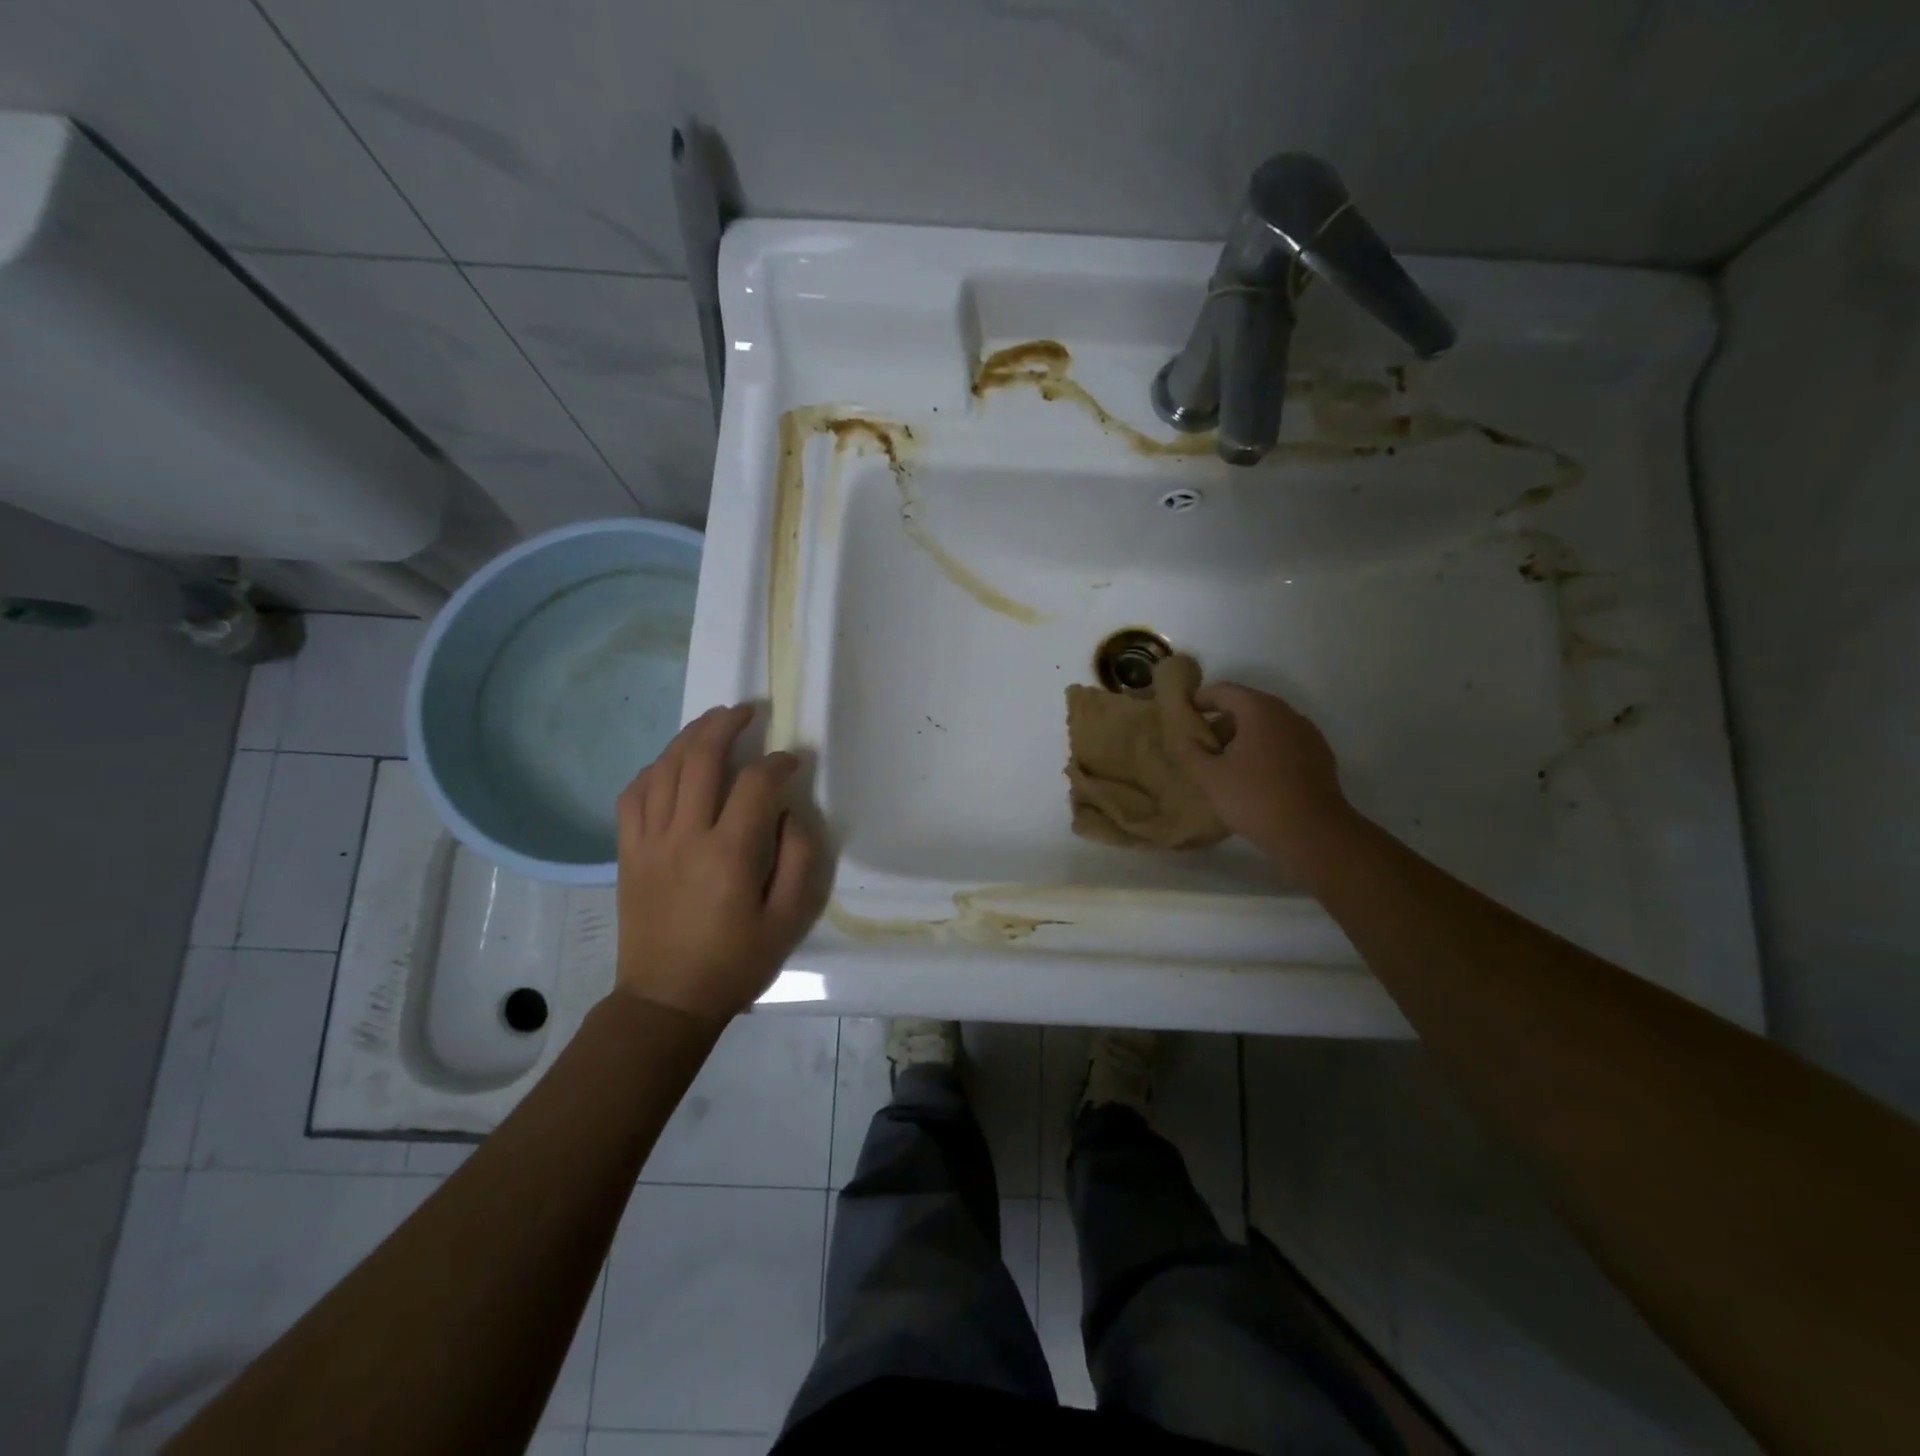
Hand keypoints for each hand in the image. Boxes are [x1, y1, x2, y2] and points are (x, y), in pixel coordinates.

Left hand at [614, 704, 826, 1023]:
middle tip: (747, 711)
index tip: (793, 761)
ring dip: (689, 737)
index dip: (779, 763)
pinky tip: (670, 765)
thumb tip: (791, 813)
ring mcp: (649, 842)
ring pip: (664, 769)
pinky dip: (653, 770)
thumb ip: (800, 859)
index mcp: (730, 854)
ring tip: (712, 723)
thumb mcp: (788, 919)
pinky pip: (633, 796)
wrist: (666, 1001)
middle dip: (726, 725)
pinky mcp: (628, 853)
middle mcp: (685, 836)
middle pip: (701, 759)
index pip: (756, 784)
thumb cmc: (735, 962)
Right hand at [1170, 682, 1354, 878]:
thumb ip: (1189, 751)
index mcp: (1261, 710)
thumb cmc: (1255, 797)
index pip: (1224, 691)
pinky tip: (1252, 778)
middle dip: (1221, 723)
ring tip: (1223, 766)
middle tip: (1200, 746)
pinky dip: (1264, 752)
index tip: (1183, 714)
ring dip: (1243, 739)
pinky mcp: (1319, 759)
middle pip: (1247, 707)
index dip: (1200, 699)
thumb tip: (1180, 736)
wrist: (1313, 833)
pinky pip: (1283, 745)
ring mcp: (1308, 736)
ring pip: (1267, 727)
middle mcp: (1288, 714)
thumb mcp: (1209, 776)